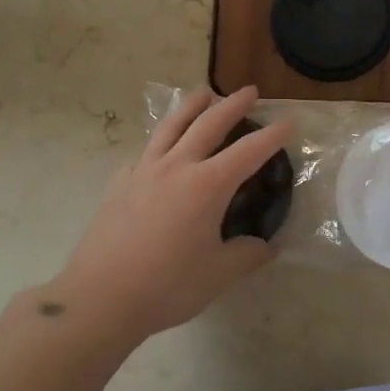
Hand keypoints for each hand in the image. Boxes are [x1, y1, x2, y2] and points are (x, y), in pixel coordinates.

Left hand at [54, 87, 291, 334]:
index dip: (273, 135)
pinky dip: (160, 142)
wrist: (99, 299)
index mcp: (208, 184)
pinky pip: (145, 152)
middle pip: (208, 123)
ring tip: (204, 95)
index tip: (290, 122)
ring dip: (191, 106)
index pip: (249, 151)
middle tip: (250, 92)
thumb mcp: (219, 274)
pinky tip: (160, 152)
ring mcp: (143, 171)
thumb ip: (248, 255)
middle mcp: (177, 167)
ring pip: (171, 126)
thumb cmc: (167, 286)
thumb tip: (266, 246)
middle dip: (233, 104)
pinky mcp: (119, 184)